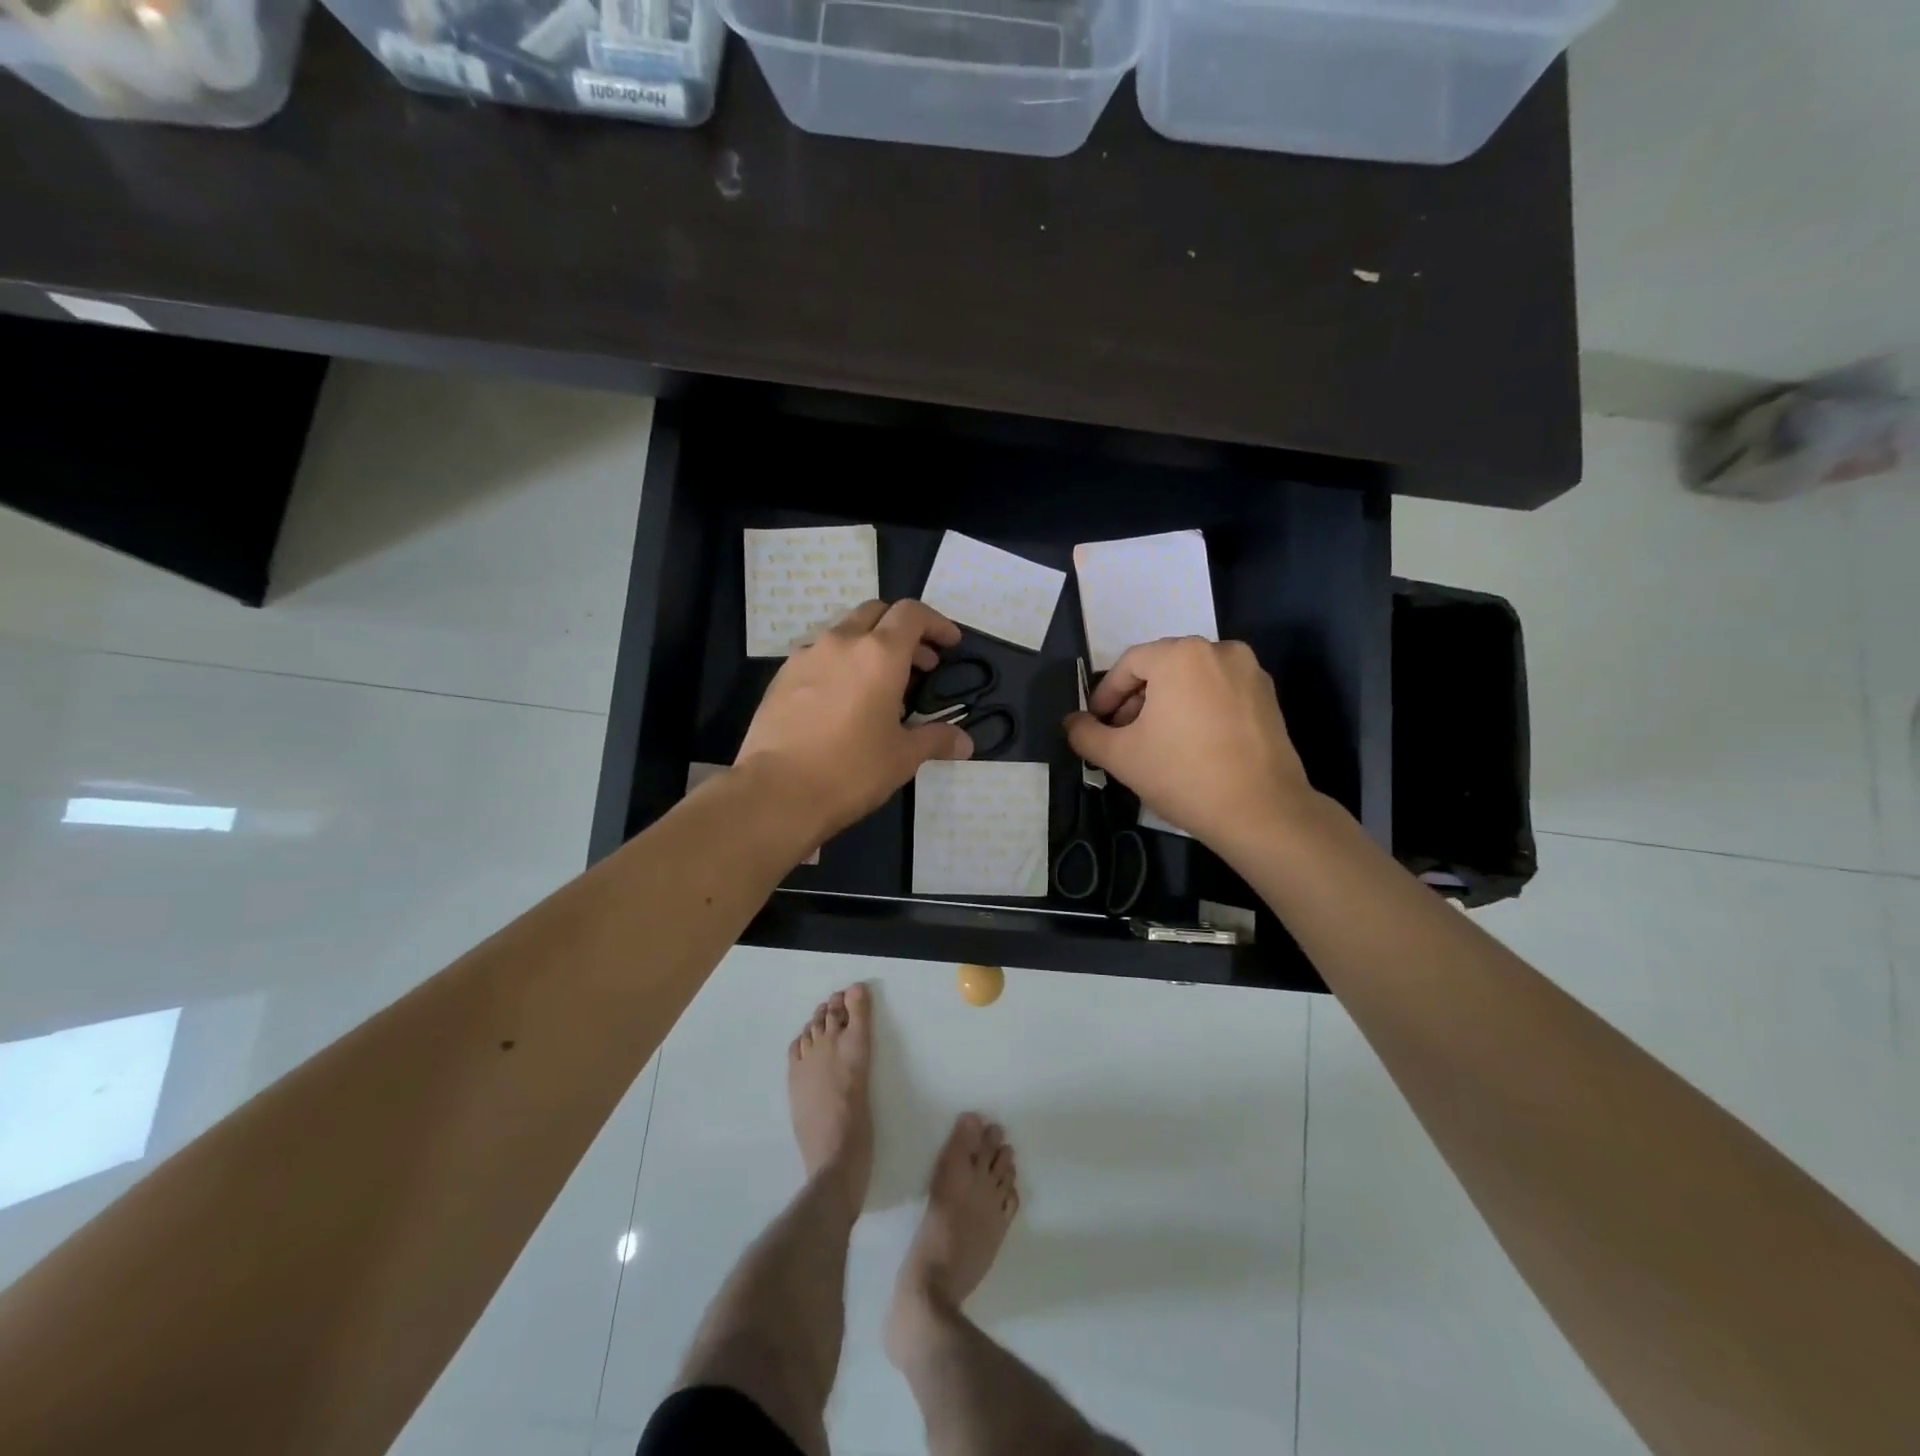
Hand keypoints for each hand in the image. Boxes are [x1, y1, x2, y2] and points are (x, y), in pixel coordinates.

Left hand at [736, 599, 973, 842]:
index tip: (949, 644)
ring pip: (844, 632)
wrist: (777, 791)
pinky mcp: (781, 677)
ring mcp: (806, 656)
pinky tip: (843, 700)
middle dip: (902, 630)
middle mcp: (841, 642)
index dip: (936, 623)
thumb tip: (964, 743)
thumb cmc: (851, 769)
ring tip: (880, 684)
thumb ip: (935, 739)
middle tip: (919, 664)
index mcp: (879, 654)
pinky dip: (840, 664)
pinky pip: (818, 656)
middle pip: (876, 613)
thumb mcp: (902, 757)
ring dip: (868, 646)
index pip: (912, 614)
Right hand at [1063, 638, 1313, 856]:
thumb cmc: (1183, 775)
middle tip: (1121, 735)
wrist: (1260, 812)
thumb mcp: (1120, 756)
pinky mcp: (1268, 697)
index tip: (1096, 724)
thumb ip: (1086, 733)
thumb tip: (1072, 723)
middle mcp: (1219, 650)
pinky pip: (1219, 692)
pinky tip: (1190, 744)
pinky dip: (1198, 708)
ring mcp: (1250, 672)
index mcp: (1181, 655)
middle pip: (1162, 668)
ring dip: (1166, 704)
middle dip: (1136, 699)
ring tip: (1154, 742)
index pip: (1129, 665)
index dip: (1105, 695)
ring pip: (1192, 679)